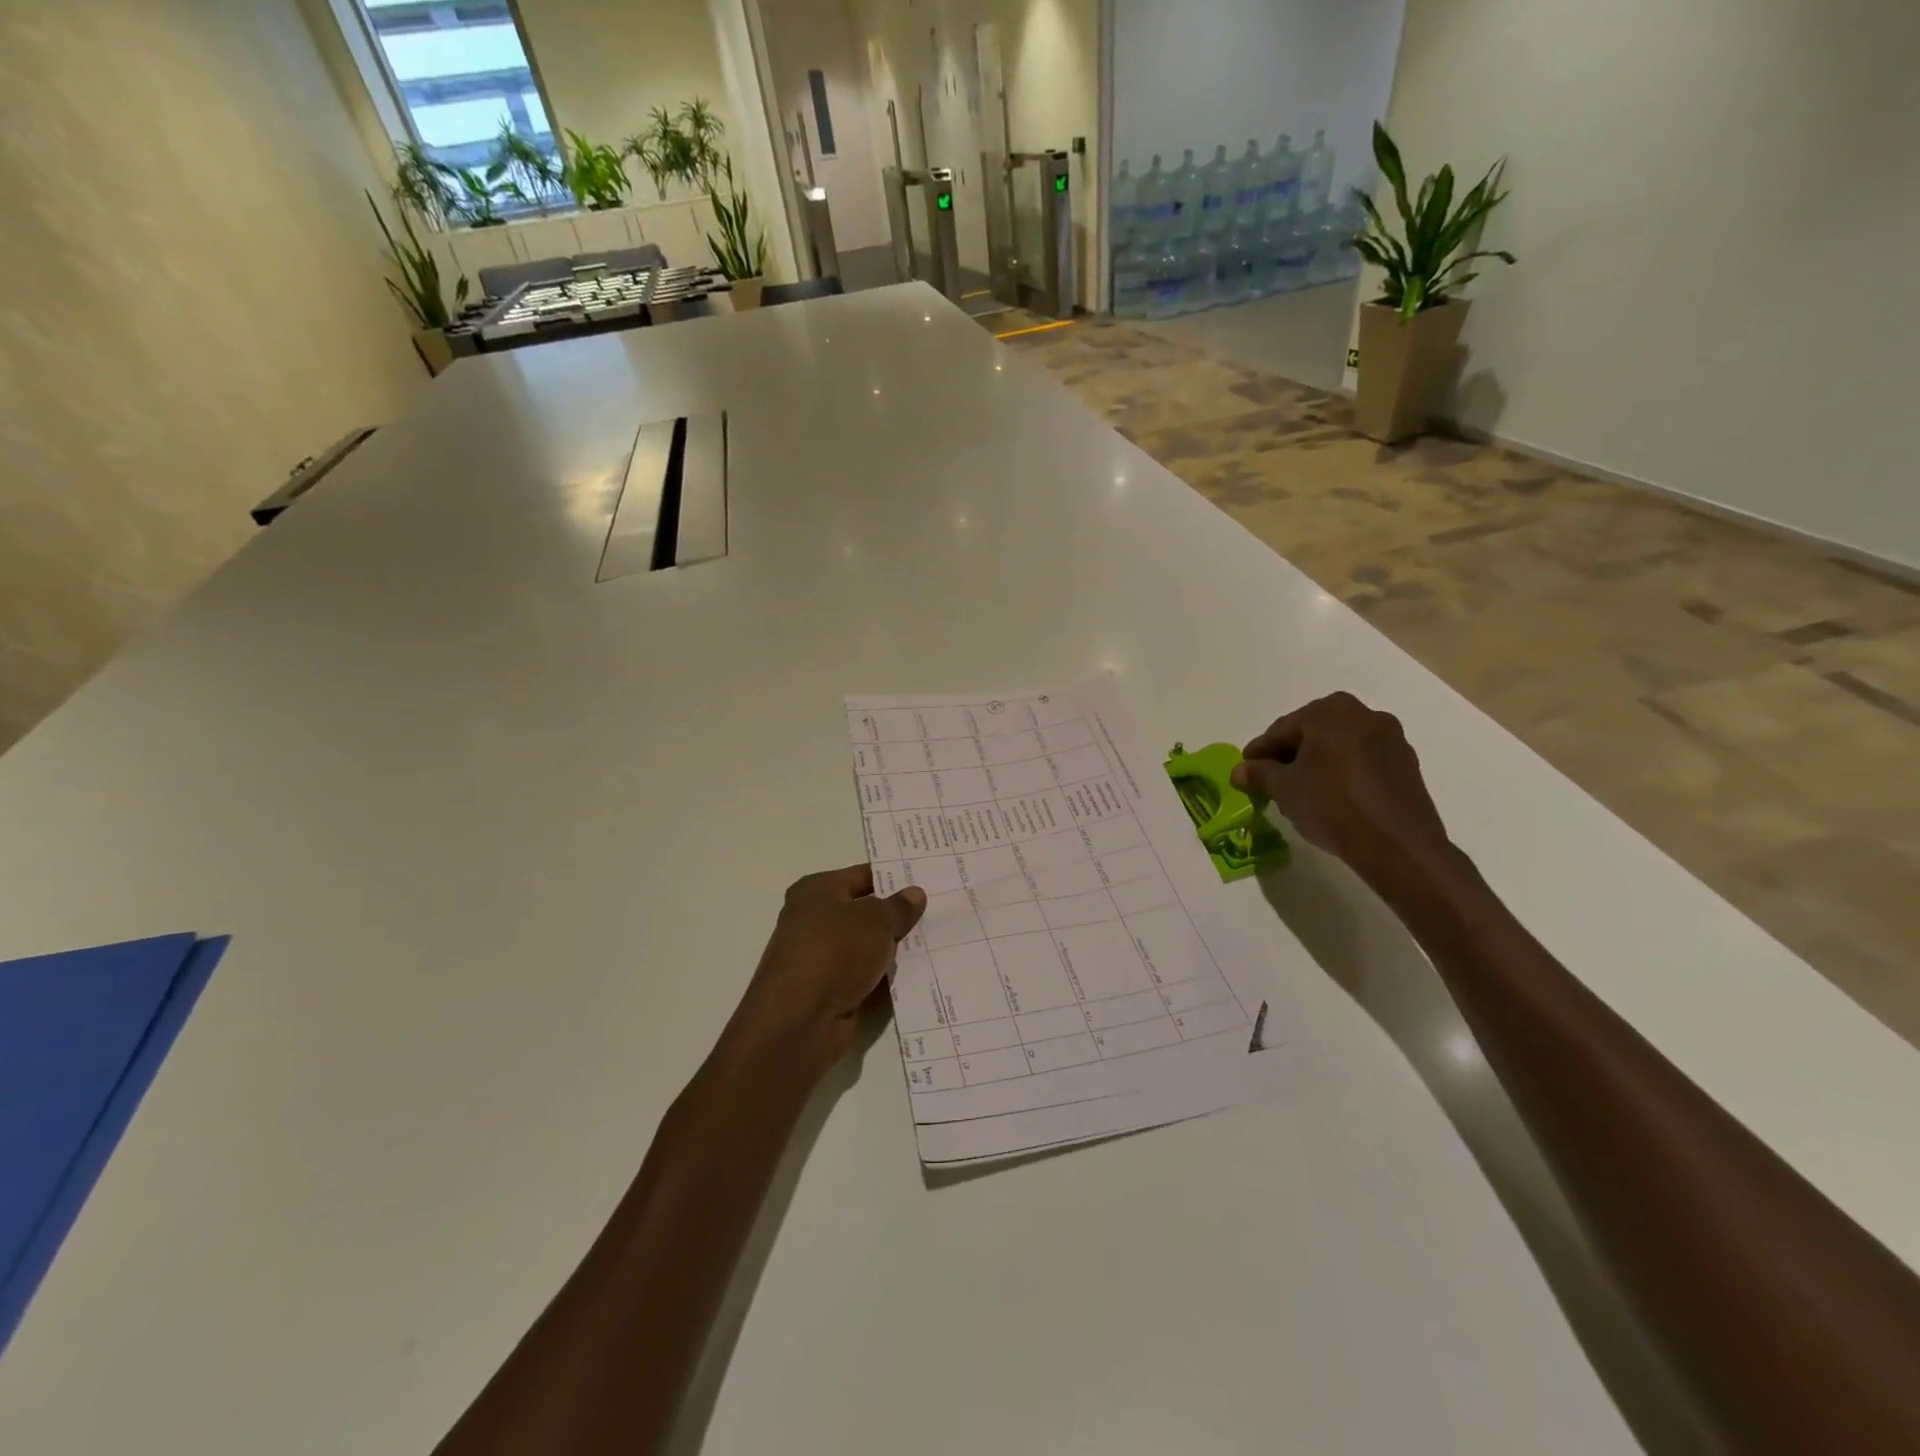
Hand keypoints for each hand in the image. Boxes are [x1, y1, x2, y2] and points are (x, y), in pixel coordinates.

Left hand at [725, 864, 926, 1068]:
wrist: (799, 1022)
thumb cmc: (834, 952)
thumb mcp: (876, 921)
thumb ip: (898, 907)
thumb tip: (914, 894)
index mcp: (816, 890)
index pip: (864, 875)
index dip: (895, 878)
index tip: (929, 881)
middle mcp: (814, 920)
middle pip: (866, 912)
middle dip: (898, 916)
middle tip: (941, 912)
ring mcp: (820, 958)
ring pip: (868, 947)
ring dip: (895, 949)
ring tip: (939, 942)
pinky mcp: (829, 991)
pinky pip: (866, 976)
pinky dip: (885, 977)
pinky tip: (919, 975)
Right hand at [1231, 692, 1454, 891]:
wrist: (1397, 844)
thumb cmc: (1332, 805)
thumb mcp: (1284, 789)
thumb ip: (1259, 774)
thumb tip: (1239, 771)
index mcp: (1330, 711)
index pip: (1282, 730)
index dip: (1260, 752)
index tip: (1246, 770)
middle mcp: (1364, 714)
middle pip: (1312, 734)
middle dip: (1290, 756)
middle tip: (1271, 781)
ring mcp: (1390, 738)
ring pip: (1339, 747)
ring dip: (1317, 765)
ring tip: (1301, 792)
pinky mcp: (1406, 764)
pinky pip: (1362, 762)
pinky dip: (1343, 774)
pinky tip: (1332, 798)